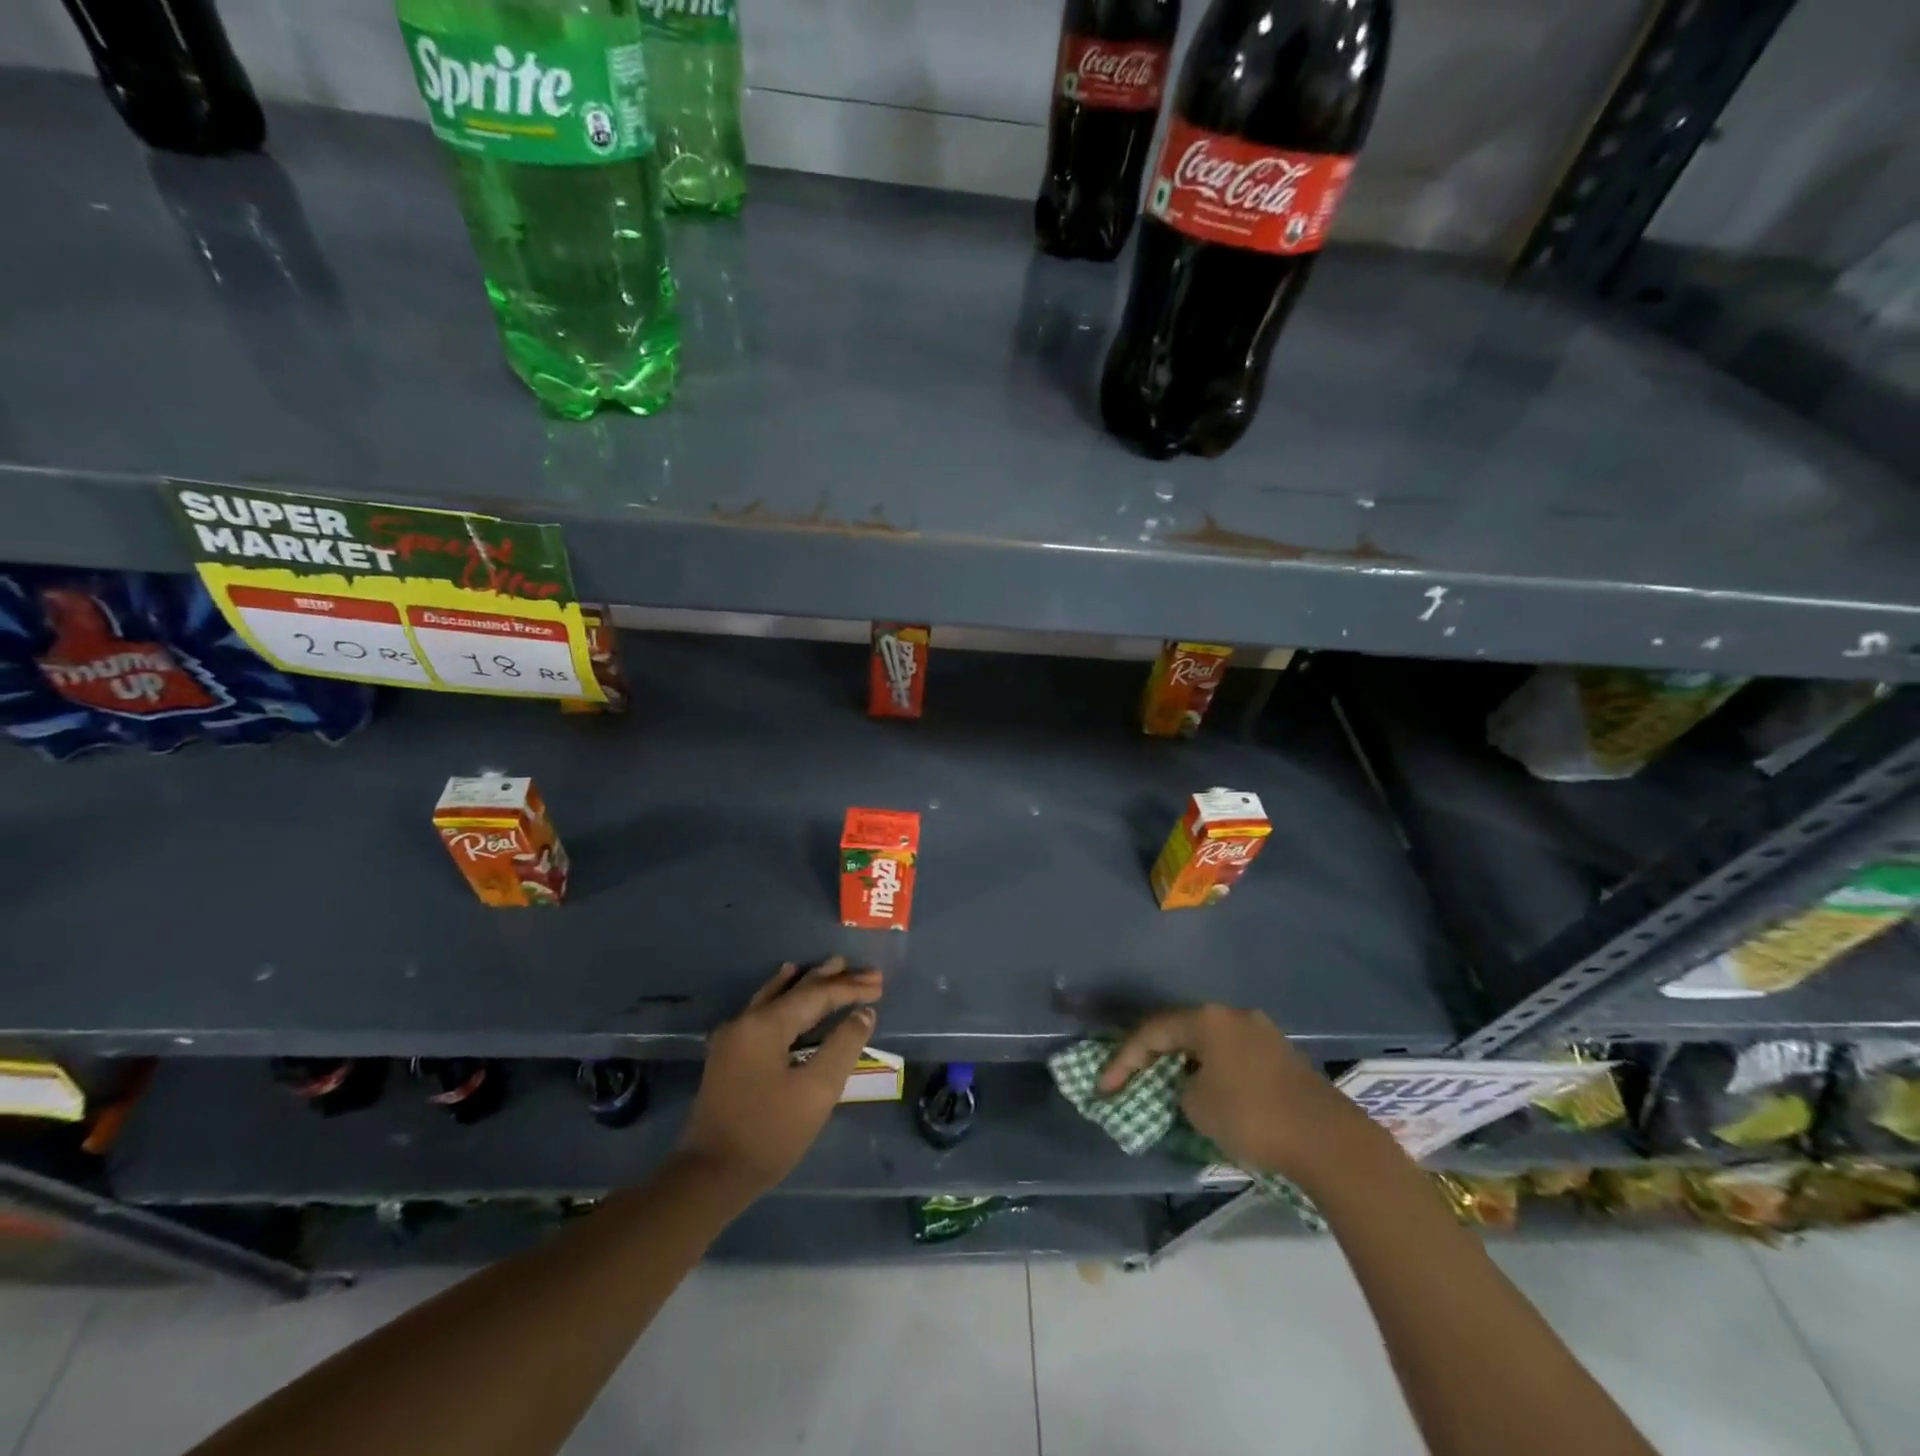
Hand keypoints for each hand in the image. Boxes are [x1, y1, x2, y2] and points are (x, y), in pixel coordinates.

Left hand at [678, 957, 882, 1196]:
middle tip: (866, 971)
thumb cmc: (769, 1133)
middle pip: (797, 989)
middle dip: (833, 979)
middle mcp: (746, 1020)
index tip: (880, 984)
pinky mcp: (730, 1054)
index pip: (816, 995)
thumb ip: (843, 1045)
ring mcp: (734, 1036)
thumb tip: (863, 1013)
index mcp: (766, 1024)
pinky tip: (787, 987)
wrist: (710, 1176)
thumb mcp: (817, 1091)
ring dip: (808, 983)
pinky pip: (764, 1009)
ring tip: (831, 967)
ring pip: (778, 996)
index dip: (850, 988)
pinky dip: (784, 995)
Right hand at [1099, 1004, 1368, 1180]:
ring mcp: (1262, 1033)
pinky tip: (1208, 1093)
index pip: (1152, 1032)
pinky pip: (1232, 1057)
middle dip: (1154, 1056)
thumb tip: (1191, 1086)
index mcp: (1208, 1019)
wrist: (1328, 1141)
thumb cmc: (1252, 1117)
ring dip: (1185, 1064)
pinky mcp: (1282, 1056)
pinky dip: (1212, 1071)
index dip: (1124, 1059)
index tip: (1104, 1088)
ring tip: (1167, 1088)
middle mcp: (1233, 1016)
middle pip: (1181, 1030)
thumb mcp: (1197, 1106)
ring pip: (1209, 1043)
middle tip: (1132, 1079)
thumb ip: (1180, 1088)